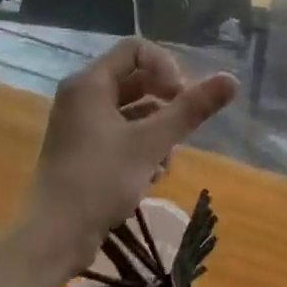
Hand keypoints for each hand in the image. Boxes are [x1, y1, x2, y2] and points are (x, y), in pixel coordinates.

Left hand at [25, 40, 237, 271]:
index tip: (180, 97)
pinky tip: (155, 174)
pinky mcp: (84, 150)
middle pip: (136, 79)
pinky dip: (142, 145)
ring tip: (169, 158)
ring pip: (132, 109)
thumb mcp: (152, 143)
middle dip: (166, 101)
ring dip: (158, 128)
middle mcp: (81, 96)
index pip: (136, 49)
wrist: (54, 237)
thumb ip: (192, 109)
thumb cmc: (100, 181)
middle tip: (184, 125)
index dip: (166, 66)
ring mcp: (80, 125)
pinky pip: (121, 132)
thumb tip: (232, 79)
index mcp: (89, 84)